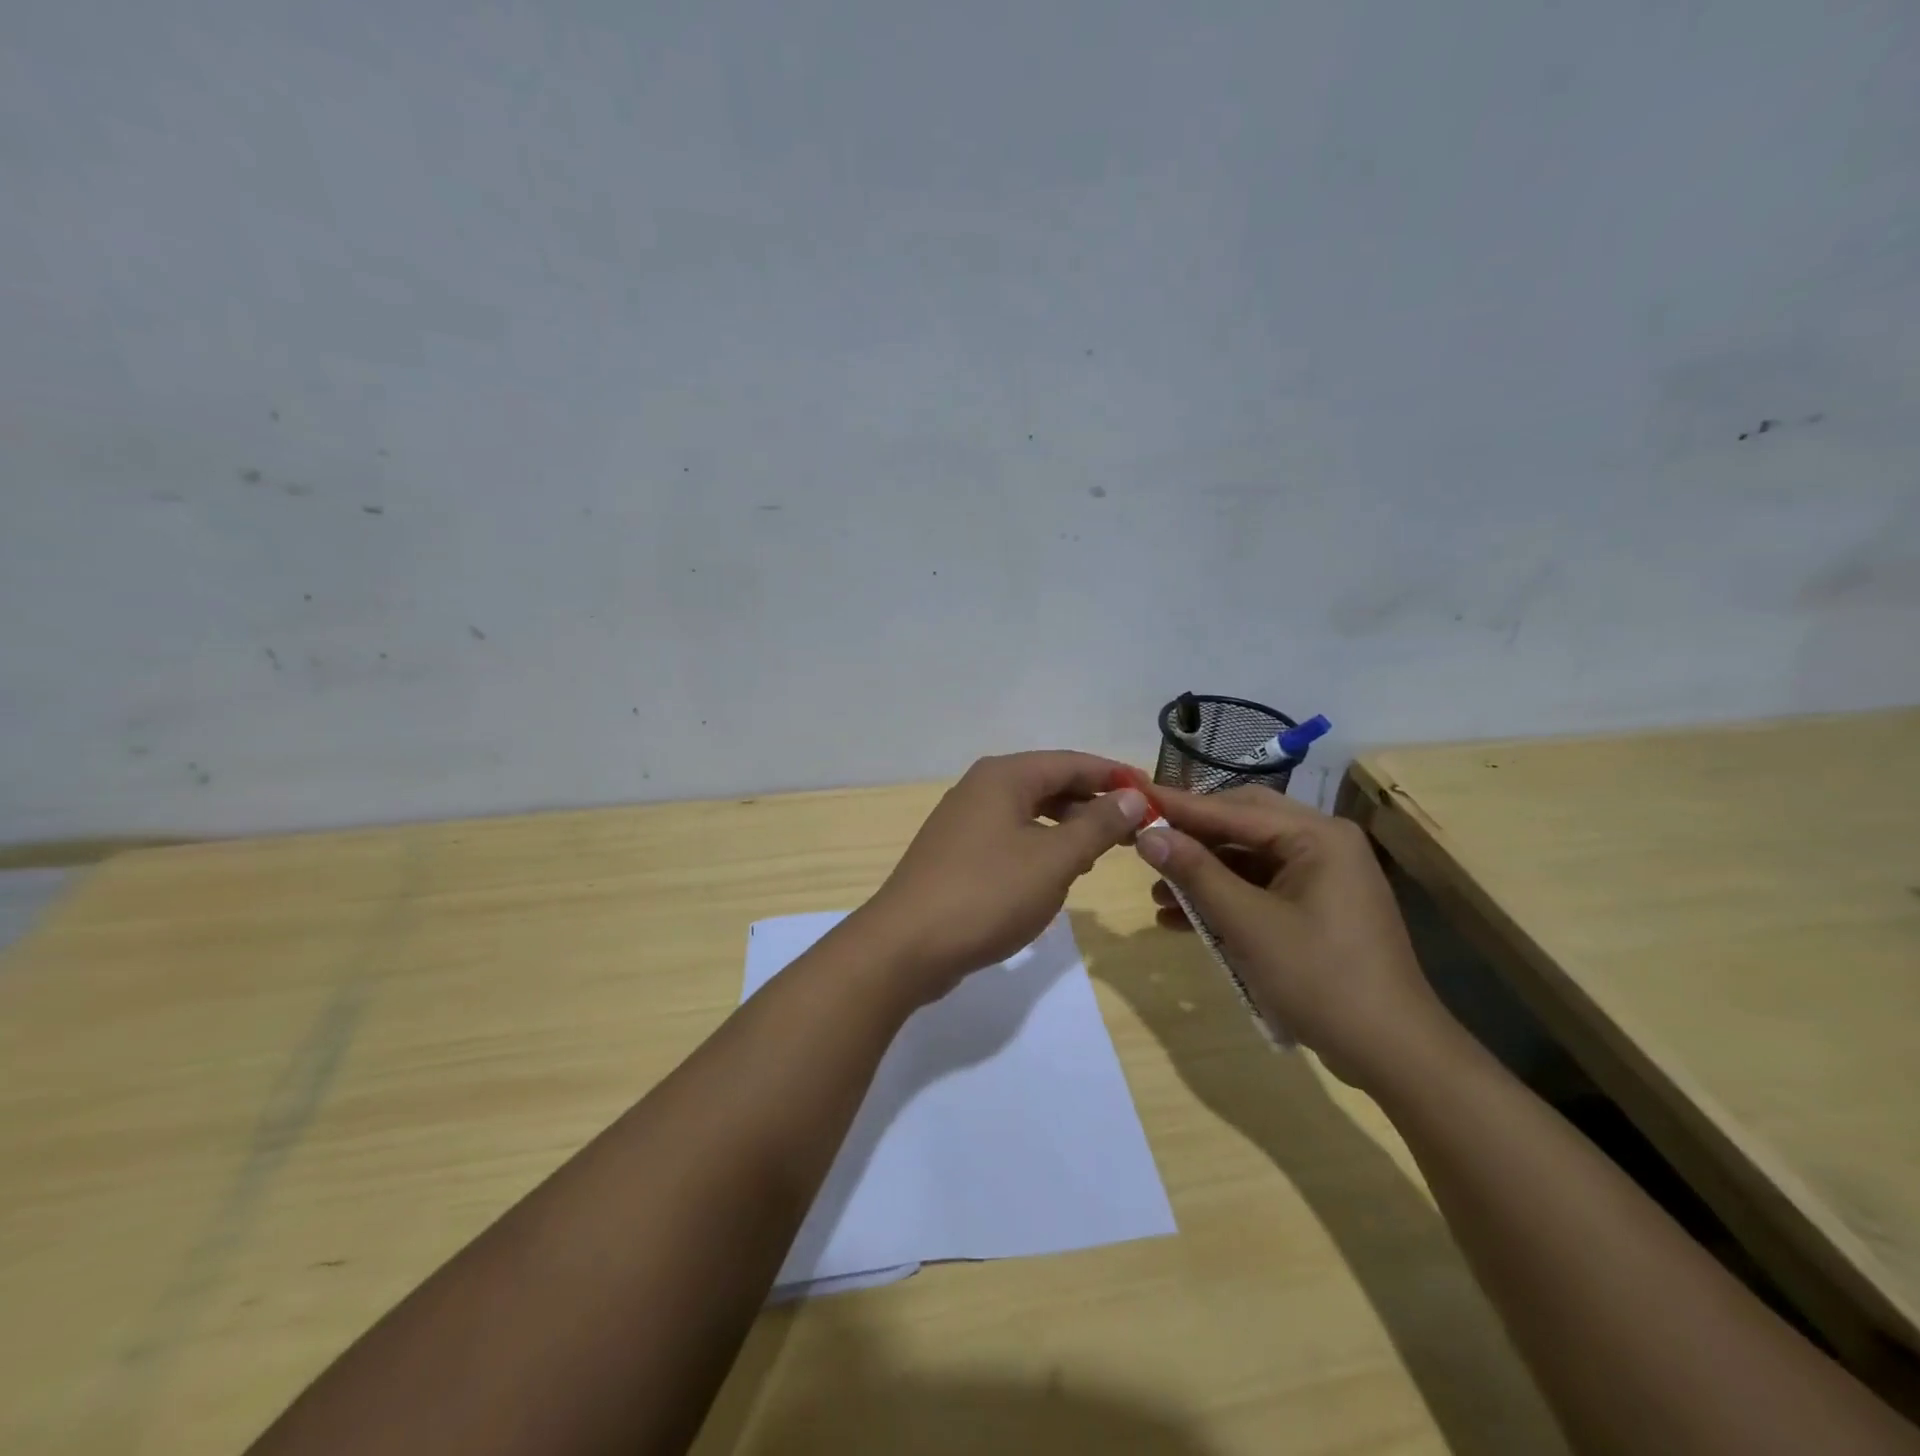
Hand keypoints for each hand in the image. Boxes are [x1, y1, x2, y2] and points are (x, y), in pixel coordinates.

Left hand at [858, 751, 1151, 1001]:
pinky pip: (1012, 836)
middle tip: (1137, 829)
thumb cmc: (987, 894)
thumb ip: (1097, 825)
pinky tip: (1059, 871)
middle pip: (1051, 783)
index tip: (1156, 797)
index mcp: (1004, 776)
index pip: (1073, 762)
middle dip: (1094, 802)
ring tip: (1104, 850)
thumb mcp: (1054, 860)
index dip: (1116, 776)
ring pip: (1031, 812)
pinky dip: (1042, 845)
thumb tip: (1132, 796)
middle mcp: (982, 787)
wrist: (906, 946)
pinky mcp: (958, 853)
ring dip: (1070, 826)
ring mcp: (965, 820)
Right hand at [1135, 784, 1459, 1089]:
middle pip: (1241, 825)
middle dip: (1191, 838)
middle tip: (1144, 841)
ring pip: (1247, 859)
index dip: (1178, 806)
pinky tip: (1185, 920)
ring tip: (1157, 894)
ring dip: (1203, 874)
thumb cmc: (1320, 979)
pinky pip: (1260, 888)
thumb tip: (1147, 835)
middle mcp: (1323, 844)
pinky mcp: (1317, 907)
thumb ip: (1196, 873)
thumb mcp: (1248, 924)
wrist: (1393, 1054)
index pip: (1233, 809)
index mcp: (1317, 836)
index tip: (1133, 797)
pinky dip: (1225, 900)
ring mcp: (1323, 877)